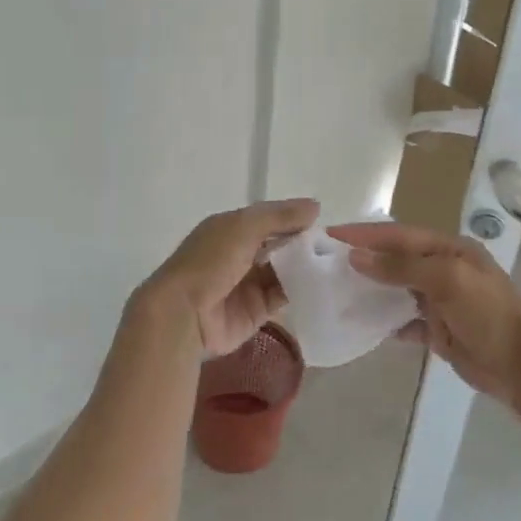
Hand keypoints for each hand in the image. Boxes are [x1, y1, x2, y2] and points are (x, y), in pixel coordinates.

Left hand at [130, 198, 319, 356]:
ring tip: (336, 266)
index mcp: (231, 228)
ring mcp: (247, 284)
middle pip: (278, 245)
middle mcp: (240, 254)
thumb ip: (279, 216)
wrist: (184, 314)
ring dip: (305, 268)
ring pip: (283, 271)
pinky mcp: (256, 311)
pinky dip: (301, 292)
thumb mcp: (243, 227)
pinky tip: (324, 287)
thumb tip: (316, 206)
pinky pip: (283, 297)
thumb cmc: (210, 261)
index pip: (270, 219)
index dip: (295, 219)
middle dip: (303, 245)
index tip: (324, 223)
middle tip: (336, 246)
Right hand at [329, 221, 520, 416]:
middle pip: (396, 258)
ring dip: (371, 289)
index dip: (365, 234)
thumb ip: (402, 267)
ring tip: (337, 290)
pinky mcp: (438, 329)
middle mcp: (443, 269)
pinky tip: (365, 326)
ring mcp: (440, 300)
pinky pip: (404, 321)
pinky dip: (386, 322)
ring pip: (397, 289)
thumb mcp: (447, 280)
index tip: (331, 233)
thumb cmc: (487, 314)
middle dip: (364, 258)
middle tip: (327, 260)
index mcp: (449, 249)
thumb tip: (357, 256)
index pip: (399, 234)